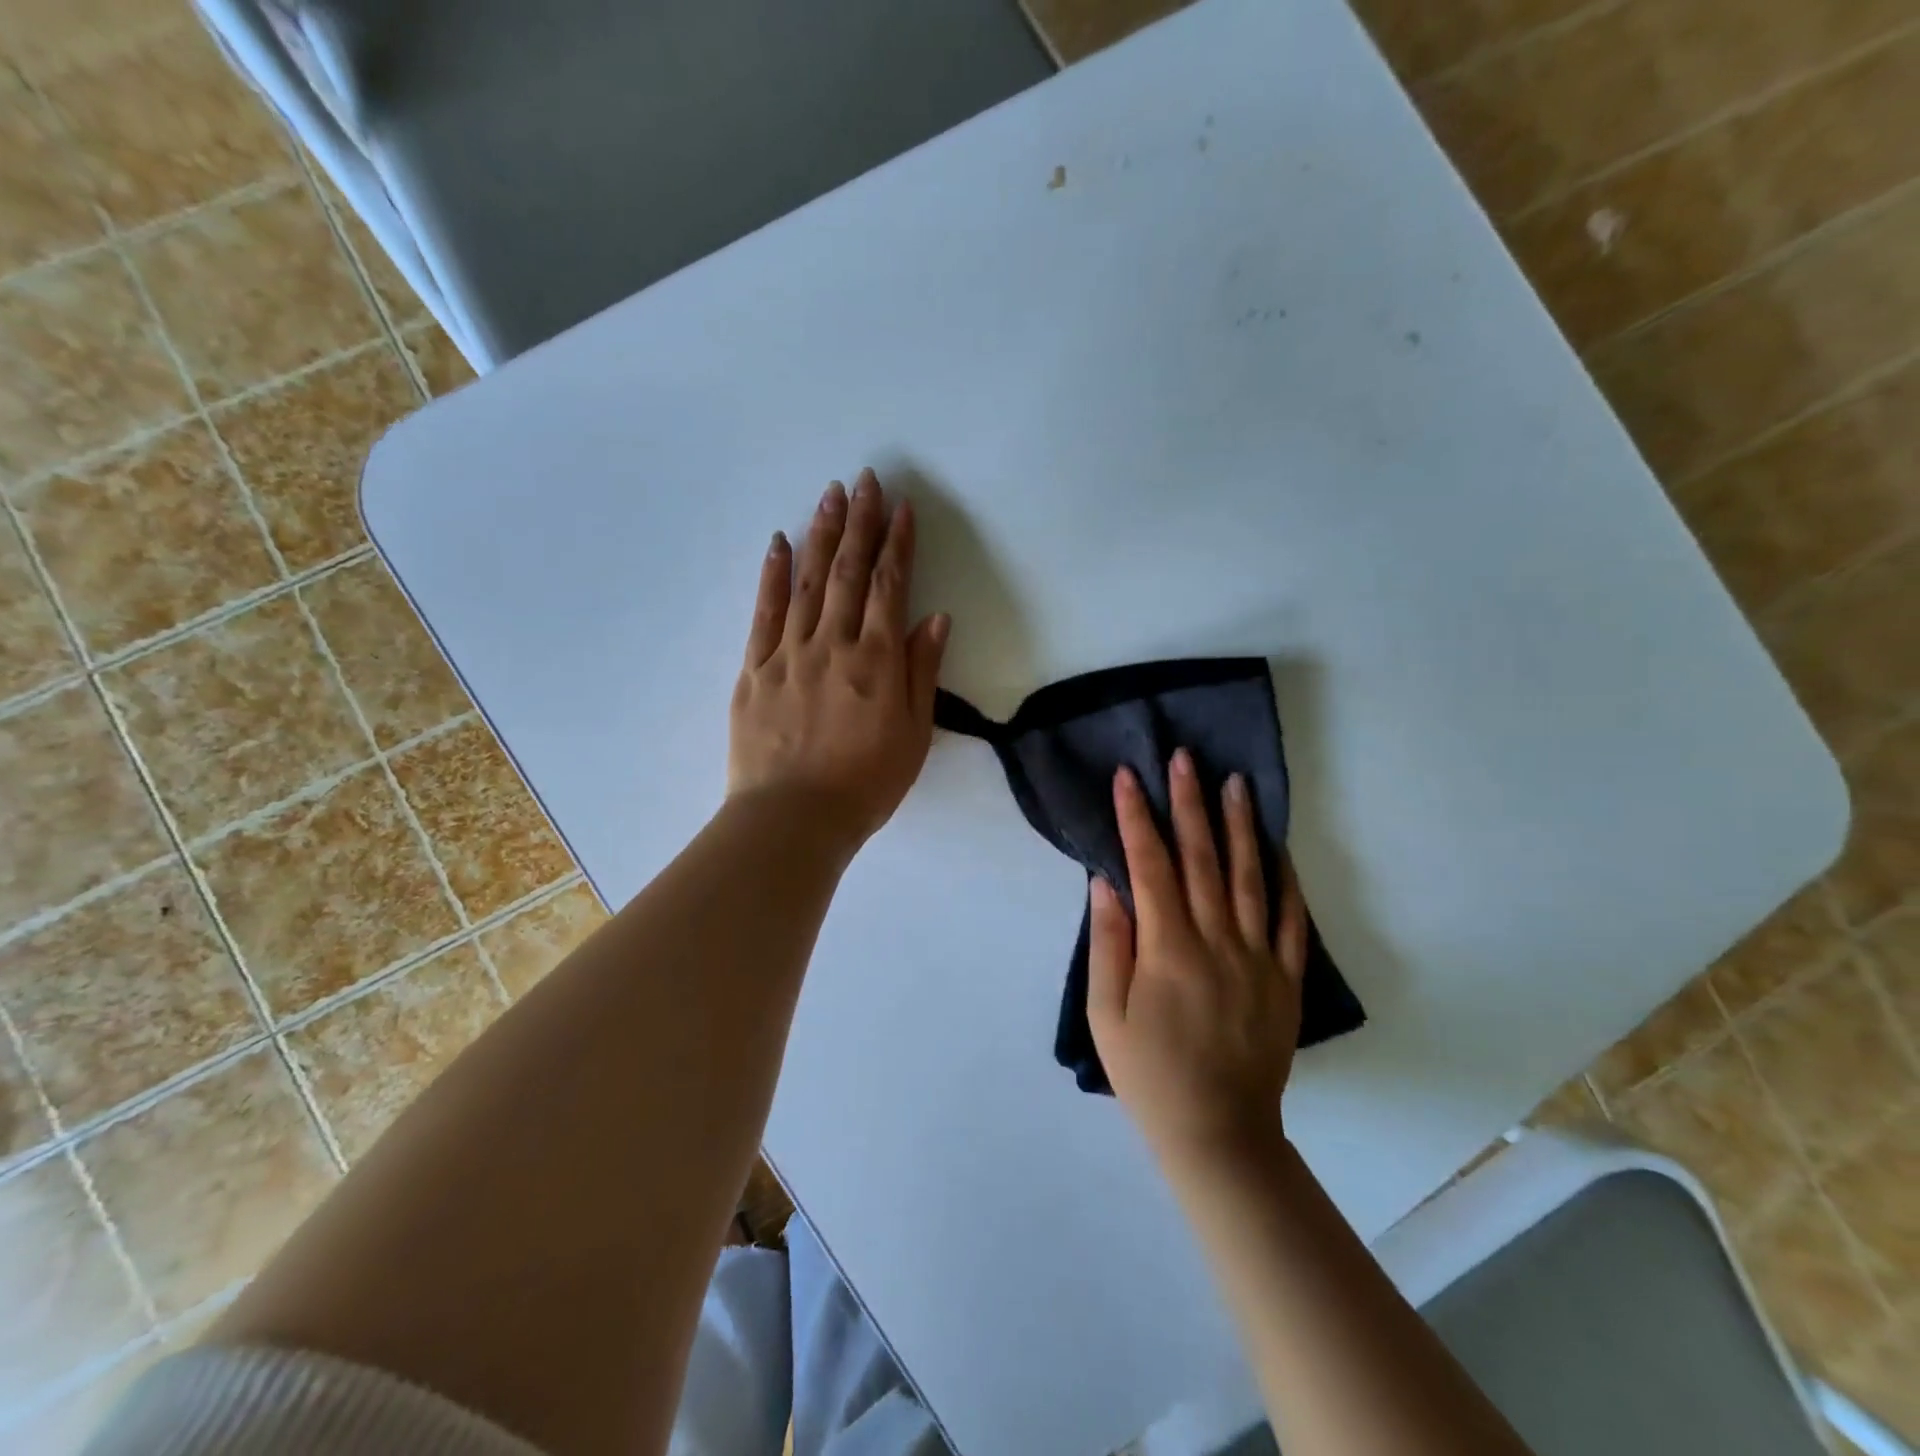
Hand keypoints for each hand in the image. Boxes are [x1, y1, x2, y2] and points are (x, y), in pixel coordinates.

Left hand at [728, 469, 949, 850]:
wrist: (793, 819)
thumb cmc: (865, 784)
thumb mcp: (913, 735)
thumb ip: (922, 673)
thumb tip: (934, 618)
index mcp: (876, 661)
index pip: (889, 588)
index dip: (897, 545)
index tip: (902, 508)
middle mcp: (833, 644)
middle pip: (847, 572)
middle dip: (860, 523)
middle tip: (865, 480)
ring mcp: (789, 652)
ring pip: (806, 581)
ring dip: (820, 534)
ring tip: (830, 495)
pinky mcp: (754, 668)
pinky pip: (764, 611)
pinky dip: (772, 574)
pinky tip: (778, 543)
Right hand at [1087, 750, 1308, 1169]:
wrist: (1218, 1133)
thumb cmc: (1149, 1074)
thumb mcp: (1106, 1015)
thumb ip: (1109, 944)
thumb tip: (1106, 882)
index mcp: (1169, 950)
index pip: (1151, 866)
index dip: (1137, 818)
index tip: (1129, 777)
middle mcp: (1217, 942)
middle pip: (1203, 859)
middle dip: (1190, 803)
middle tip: (1186, 757)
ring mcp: (1258, 958)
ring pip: (1251, 878)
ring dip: (1240, 826)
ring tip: (1235, 783)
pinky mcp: (1285, 978)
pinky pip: (1290, 920)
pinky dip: (1286, 880)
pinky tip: (1279, 848)